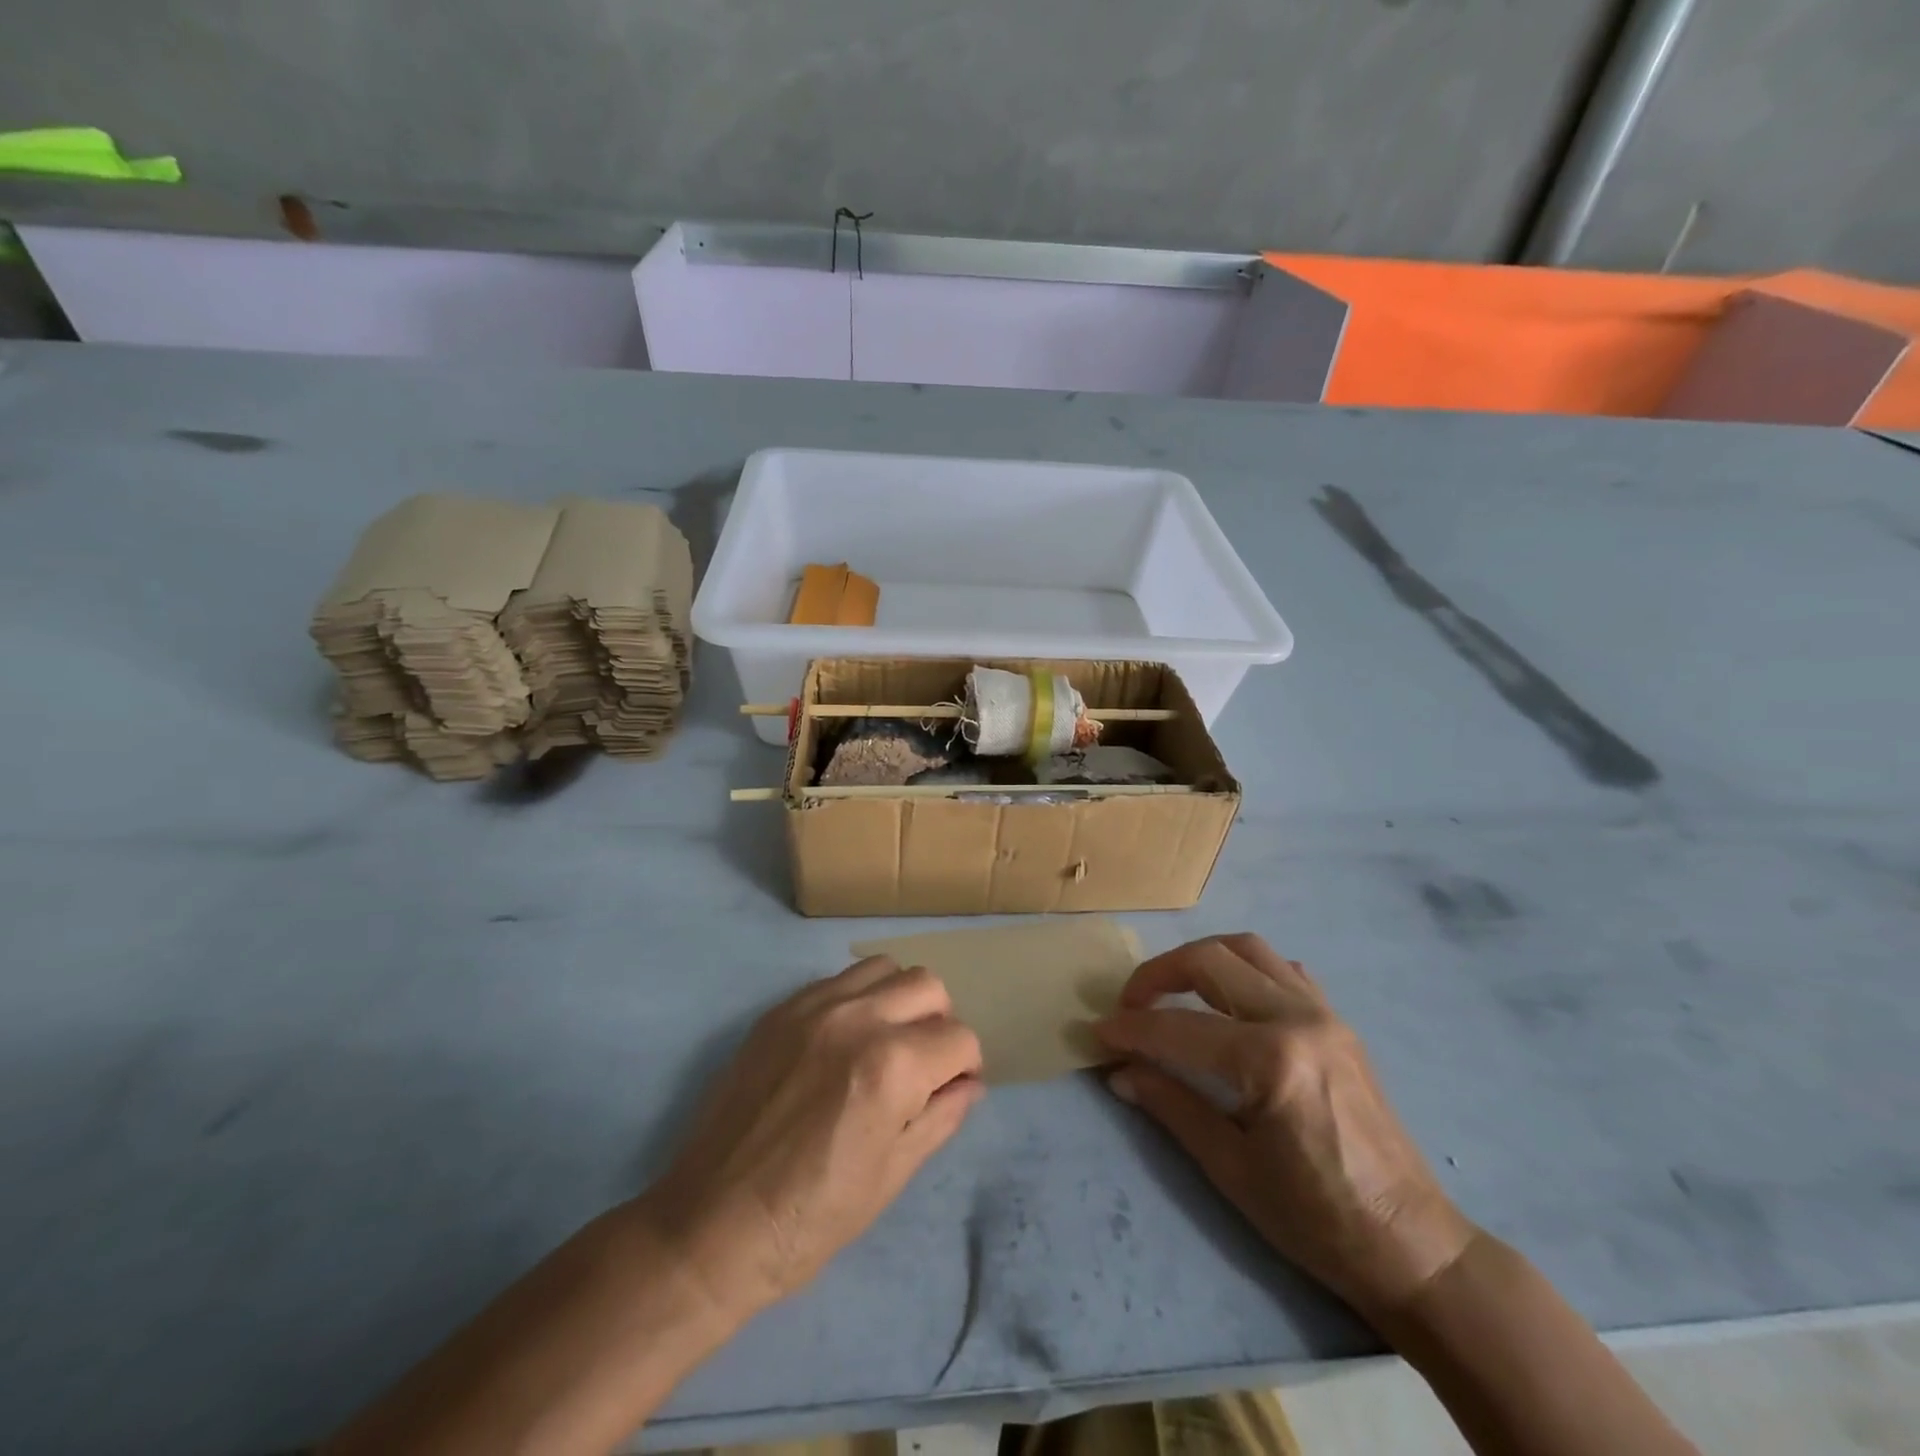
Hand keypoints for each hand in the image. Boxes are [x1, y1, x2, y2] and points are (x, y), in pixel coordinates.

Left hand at [639, 957, 985, 1325]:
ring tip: (884, 1043)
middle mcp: (857, 1019)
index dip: (965, 1067)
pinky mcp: (780, 1010)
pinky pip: (838, 980)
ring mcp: (814, 1007)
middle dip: (939, 1024)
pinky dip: (857, 999)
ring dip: (899, 1000)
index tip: (951, 1090)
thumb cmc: (811, 1218)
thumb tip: (970, 1084)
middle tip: (923, 1065)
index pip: (959, 1038)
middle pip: (928, 986)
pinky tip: (842, 1042)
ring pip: (884, 968)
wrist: (711, 1223)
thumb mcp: (891, 1175)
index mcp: (891, 1066)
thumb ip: (940, 1117)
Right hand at [1097, 934, 1474, 1322]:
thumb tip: (1119, 1072)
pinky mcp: (1338, 1020)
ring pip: (1247, 949)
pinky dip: (1243, 968)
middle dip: (1157, 974)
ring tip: (1170, 989)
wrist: (1410, 1244)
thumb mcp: (1231, 1170)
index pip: (1179, 1028)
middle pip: (1210, 961)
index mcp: (1272, 1062)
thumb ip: (1171, 1106)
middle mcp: (1298, 1019)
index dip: (1131, 1029)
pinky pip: (1282, 968)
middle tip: (1129, 1005)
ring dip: (1199, 958)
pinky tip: (1228, 999)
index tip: (1099, 1033)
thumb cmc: (1316, 1219)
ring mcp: (1324, 1013)